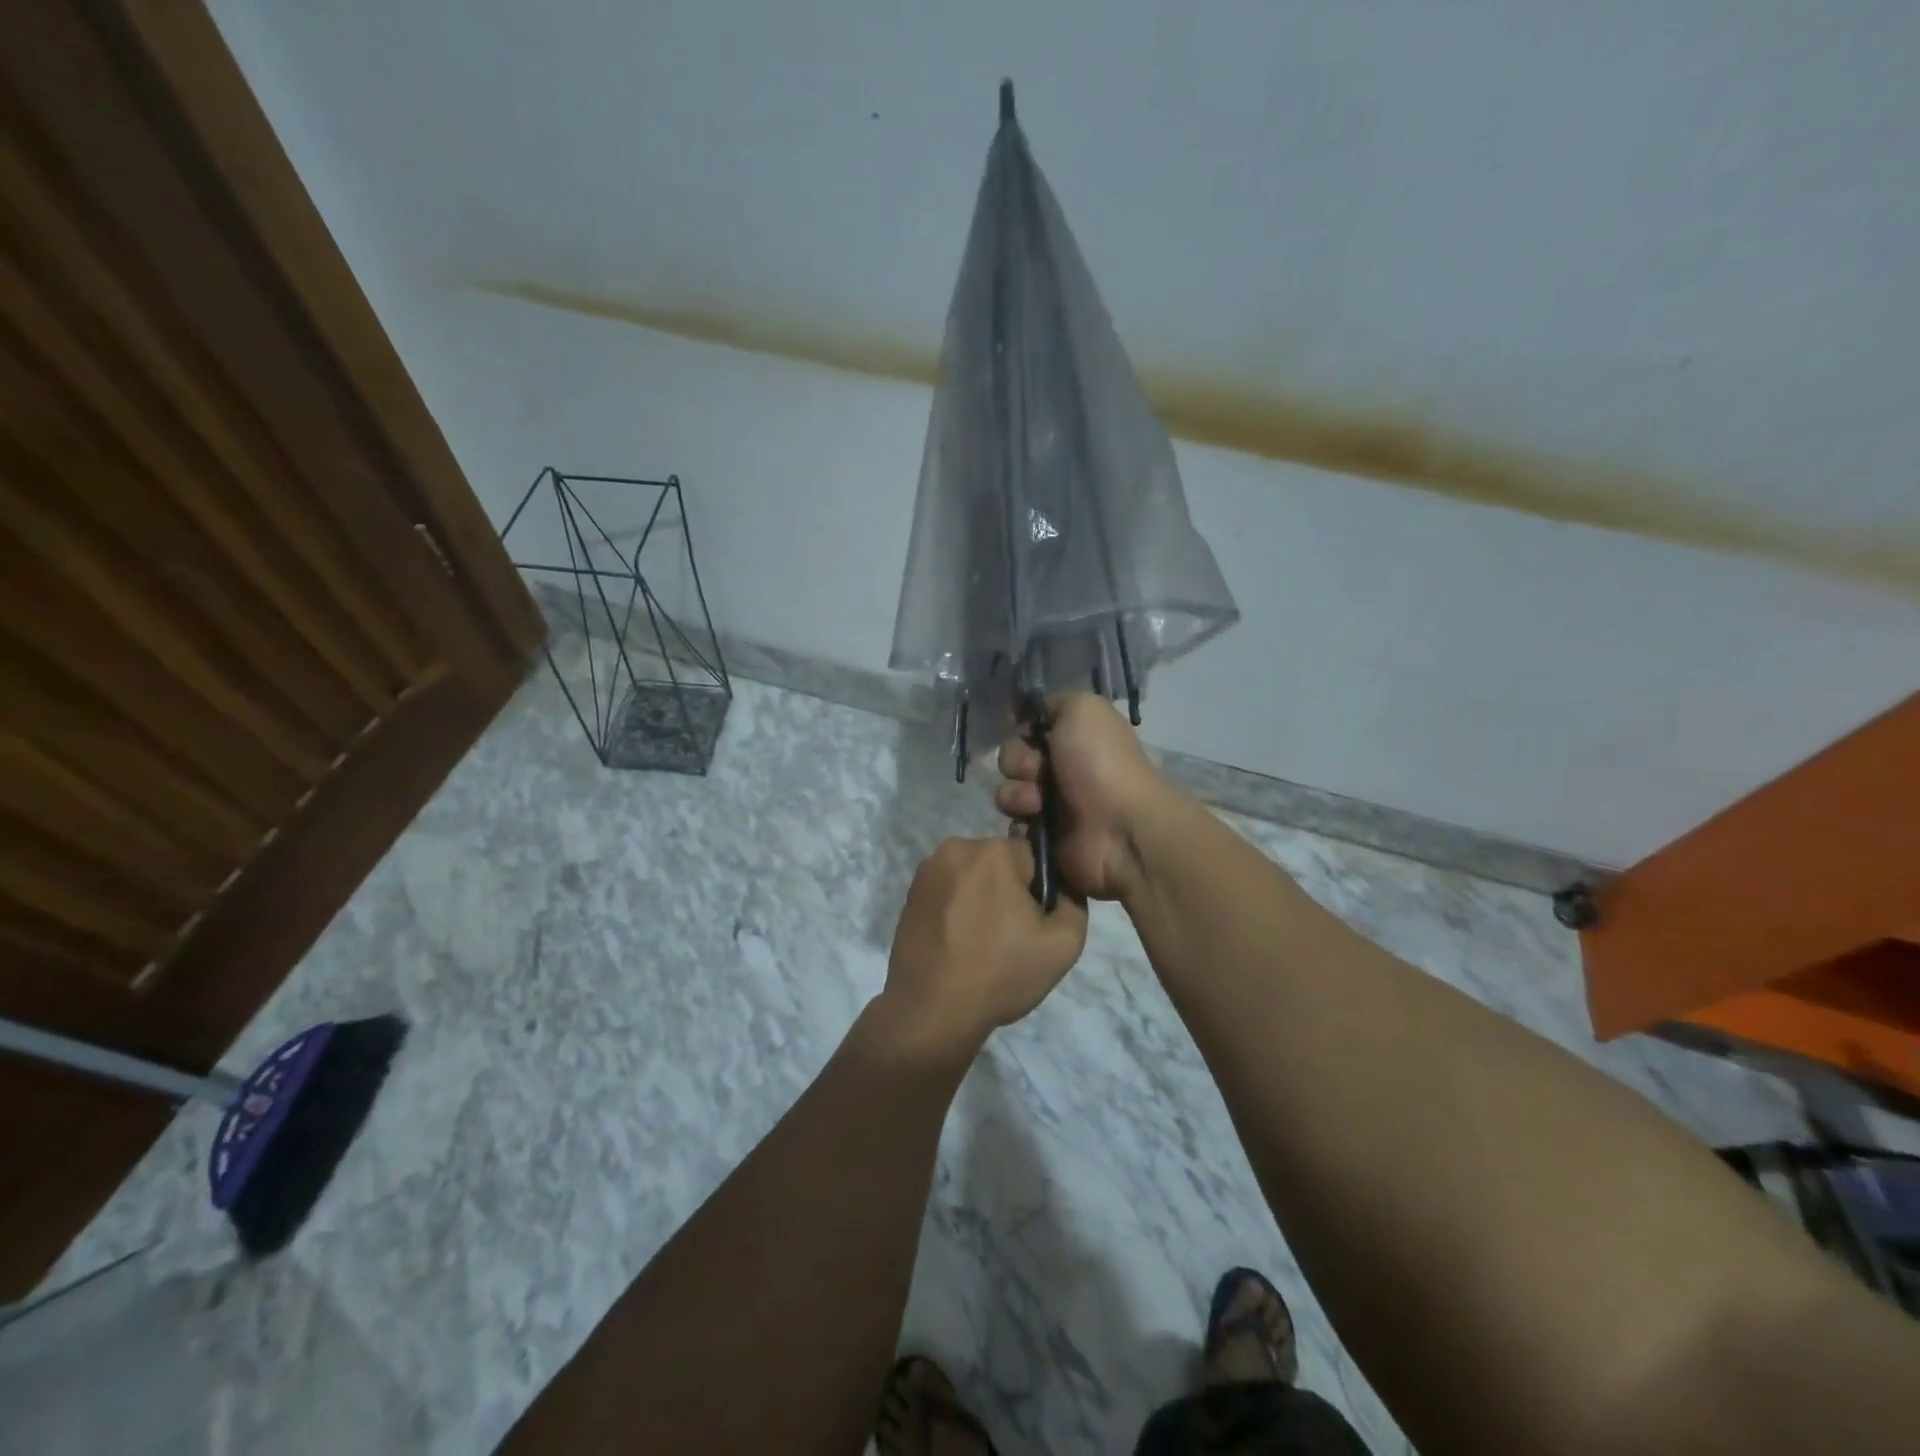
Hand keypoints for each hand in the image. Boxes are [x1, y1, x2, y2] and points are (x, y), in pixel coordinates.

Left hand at [878, 837, 1088, 1059]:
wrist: (931, 1010)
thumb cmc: (1000, 973)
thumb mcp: (1063, 944)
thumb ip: (1073, 901)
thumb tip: (1061, 885)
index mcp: (995, 851)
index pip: (1034, 856)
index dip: (1039, 891)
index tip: (1031, 924)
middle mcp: (957, 847)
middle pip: (1000, 863)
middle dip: (1009, 891)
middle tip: (1008, 937)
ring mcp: (928, 869)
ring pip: (973, 876)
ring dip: (981, 898)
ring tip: (979, 943)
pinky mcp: (910, 892)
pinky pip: (948, 890)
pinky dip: (957, 908)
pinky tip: (957, 942)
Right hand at [994, 694, 1165, 902]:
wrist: (1119, 827)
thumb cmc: (1101, 762)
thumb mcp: (1084, 708)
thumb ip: (1054, 702)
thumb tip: (1026, 713)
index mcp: (1073, 738)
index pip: (1029, 728)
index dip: (1023, 730)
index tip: (1029, 732)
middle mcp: (1062, 769)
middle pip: (1012, 758)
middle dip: (1018, 762)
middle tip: (1040, 771)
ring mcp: (1052, 805)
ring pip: (1008, 792)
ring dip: (1018, 794)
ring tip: (1038, 804)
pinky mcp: (1044, 838)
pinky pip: (1013, 825)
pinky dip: (1020, 823)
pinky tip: (1037, 824)